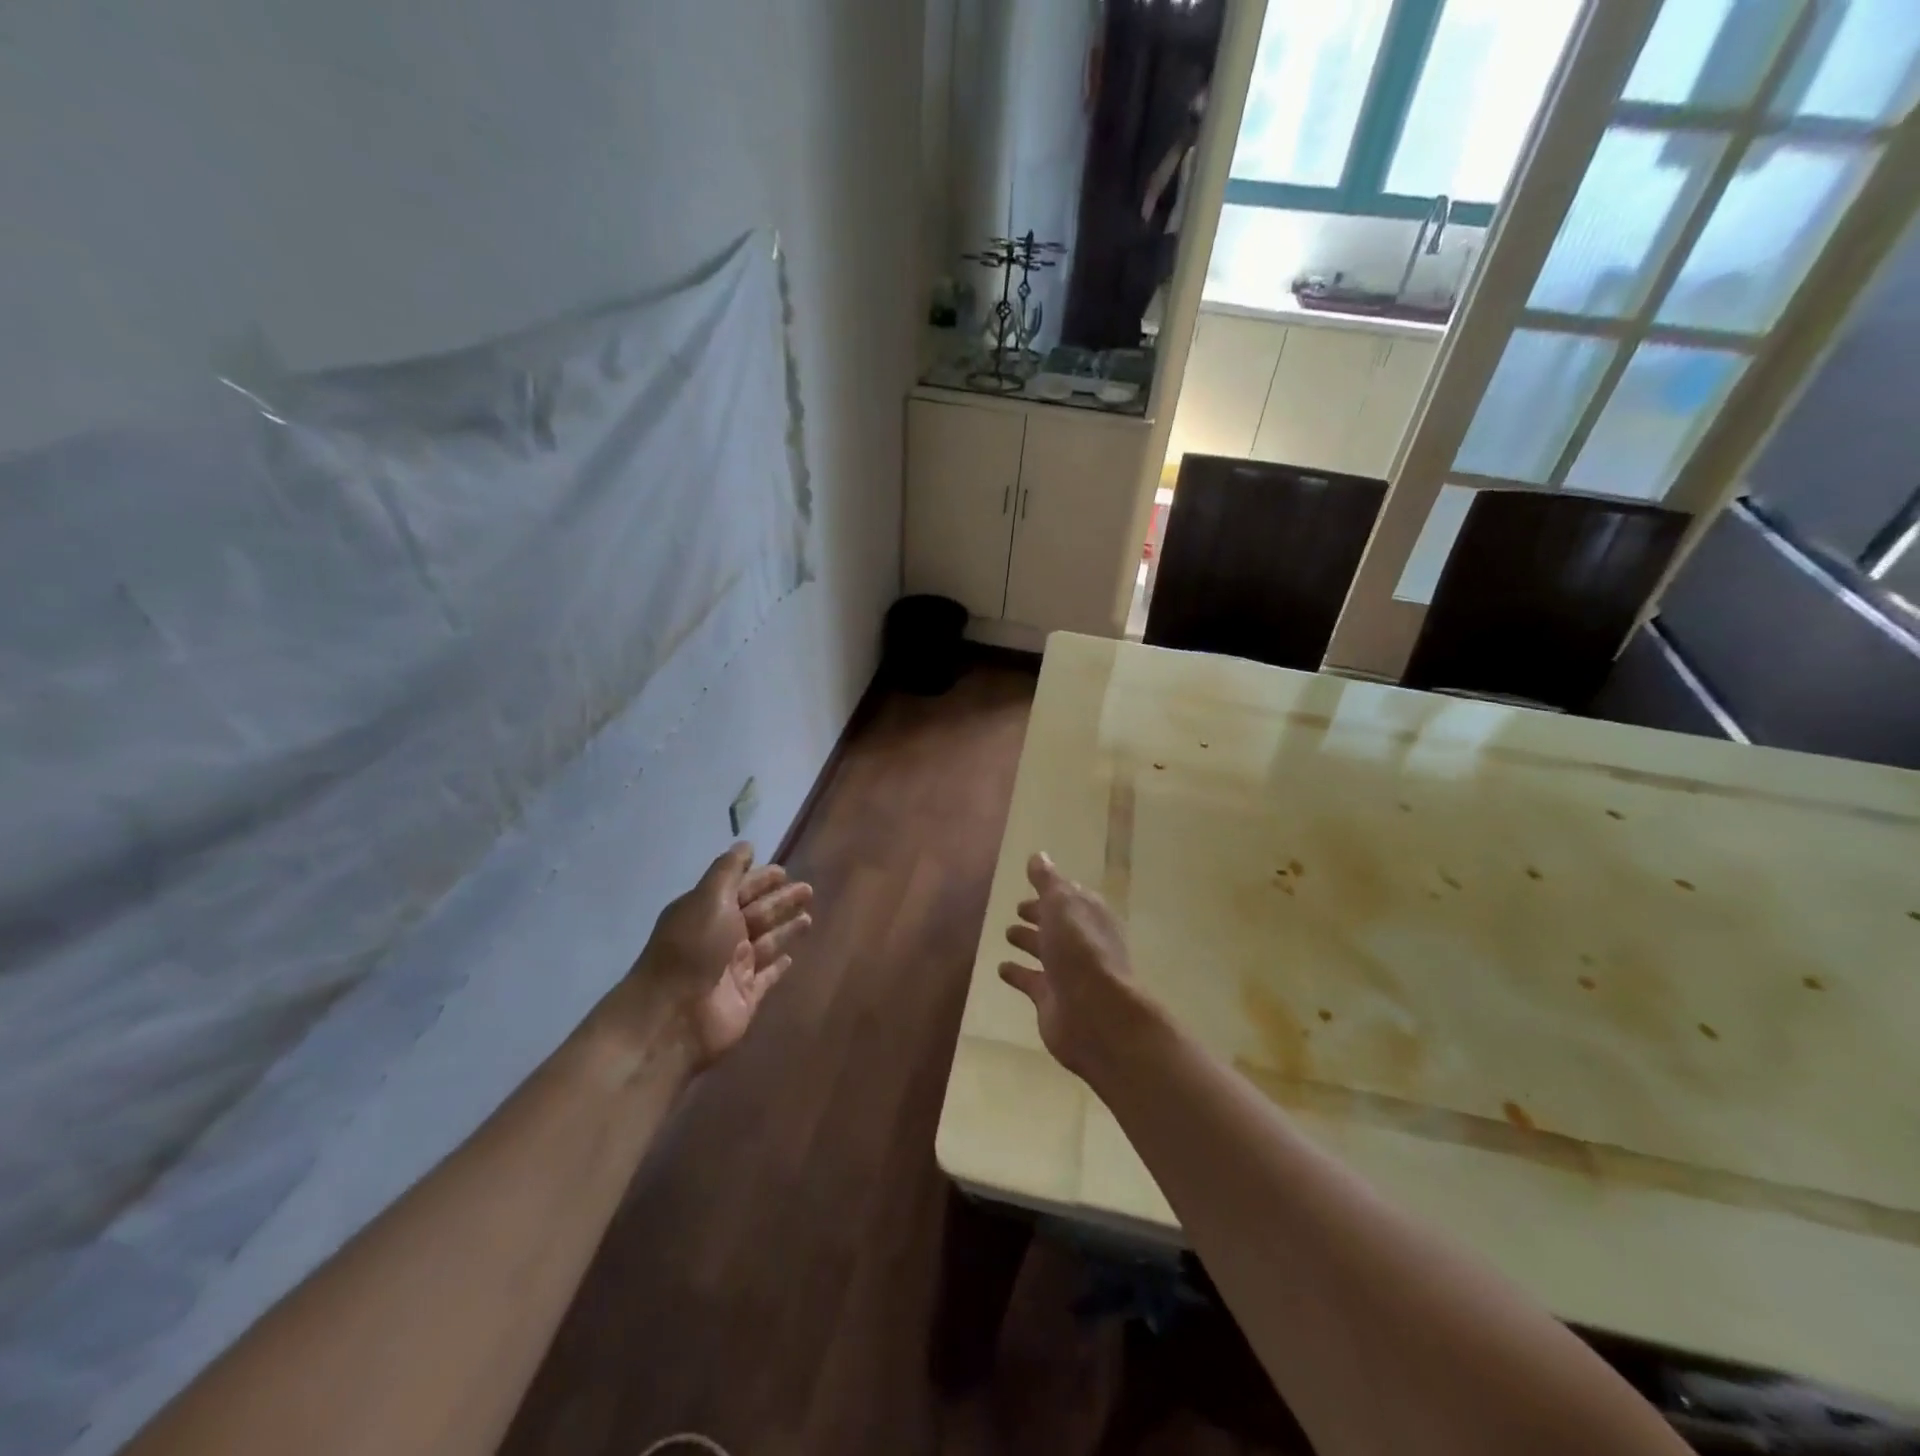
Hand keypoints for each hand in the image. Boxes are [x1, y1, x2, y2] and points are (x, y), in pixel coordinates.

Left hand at [622, 843, 812, 1069]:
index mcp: (708, 911)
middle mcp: (721, 937)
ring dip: (785, 929)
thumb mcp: (709, 899)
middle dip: (780, 901)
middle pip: (757, 913)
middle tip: (808, 889)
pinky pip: (767, 976)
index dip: (760, 879)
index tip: (784, 870)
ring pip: (767, 942)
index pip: (740, 889)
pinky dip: (778, 966)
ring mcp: (734, 968)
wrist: (673, 1016)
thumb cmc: (692, 948)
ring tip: (809, 918)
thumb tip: (746, 844)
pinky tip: (792, 957)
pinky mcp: (746, 996)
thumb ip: (729, 871)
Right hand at [999, 852, 1142, 1081]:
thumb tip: (1038, 855)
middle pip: (1059, 924)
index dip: (1053, 891)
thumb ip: (1048, 881)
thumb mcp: (1061, 904)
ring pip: (1045, 951)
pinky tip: (1001, 968)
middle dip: (1040, 915)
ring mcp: (1068, 972)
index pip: (1070, 897)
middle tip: (1019, 908)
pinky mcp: (1052, 999)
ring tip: (1008, 933)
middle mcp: (1083, 942)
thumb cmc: (1080, 949)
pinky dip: (1018, 974)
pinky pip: (1031, 981)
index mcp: (1090, 915)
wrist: (1095, 1013)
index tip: (1031, 884)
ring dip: (1029, 941)